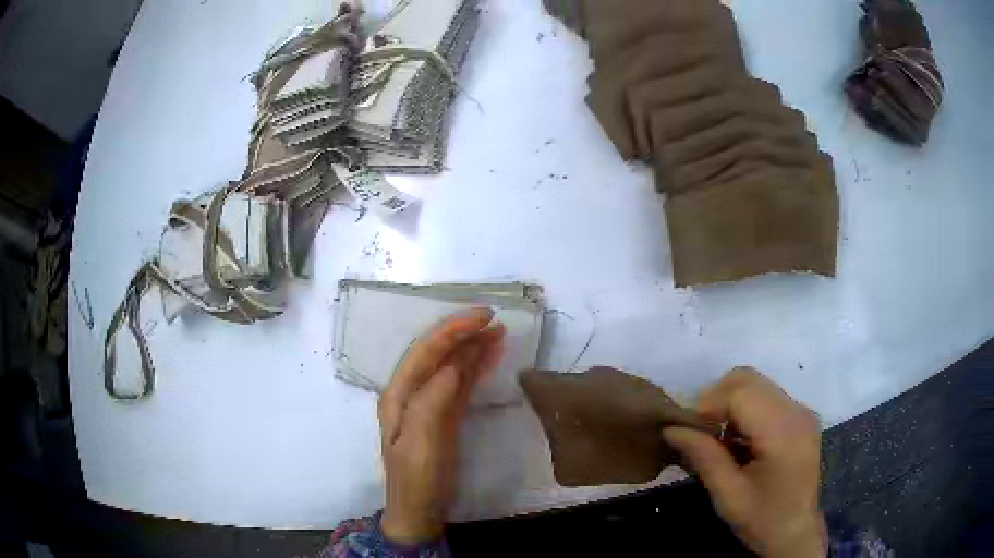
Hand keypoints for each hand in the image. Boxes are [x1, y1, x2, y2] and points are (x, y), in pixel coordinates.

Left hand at [377, 308, 505, 544]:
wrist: (419, 512)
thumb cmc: (417, 480)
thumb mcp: (421, 442)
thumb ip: (434, 400)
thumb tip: (454, 364)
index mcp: (399, 395)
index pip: (425, 352)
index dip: (452, 330)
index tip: (483, 316)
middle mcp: (411, 394)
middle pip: (438, 354)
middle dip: (464, 334)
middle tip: (495, 320)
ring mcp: (429, 405)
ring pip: (452, 367)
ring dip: (473, 348)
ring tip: (499, 333)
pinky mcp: (445, 417)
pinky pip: (461, 385)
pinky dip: (476, 368)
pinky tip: (490, 357)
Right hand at [663, 367, 826, 557]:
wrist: (796, 533)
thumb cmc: (762, 520)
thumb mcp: (728, 496)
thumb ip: (703, 457)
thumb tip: (671, 428)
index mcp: (783, 433)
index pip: (741, 394)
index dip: (708, 404)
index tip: (686, 429)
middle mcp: (797, 412)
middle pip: (749, 380)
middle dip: (715, 398)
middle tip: (697, 431)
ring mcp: (801, 412)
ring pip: (756, 384)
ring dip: (728, 402)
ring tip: (715, 436)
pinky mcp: (799, 417)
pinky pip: (765, 397)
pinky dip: (743, 409)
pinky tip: (735, 439)